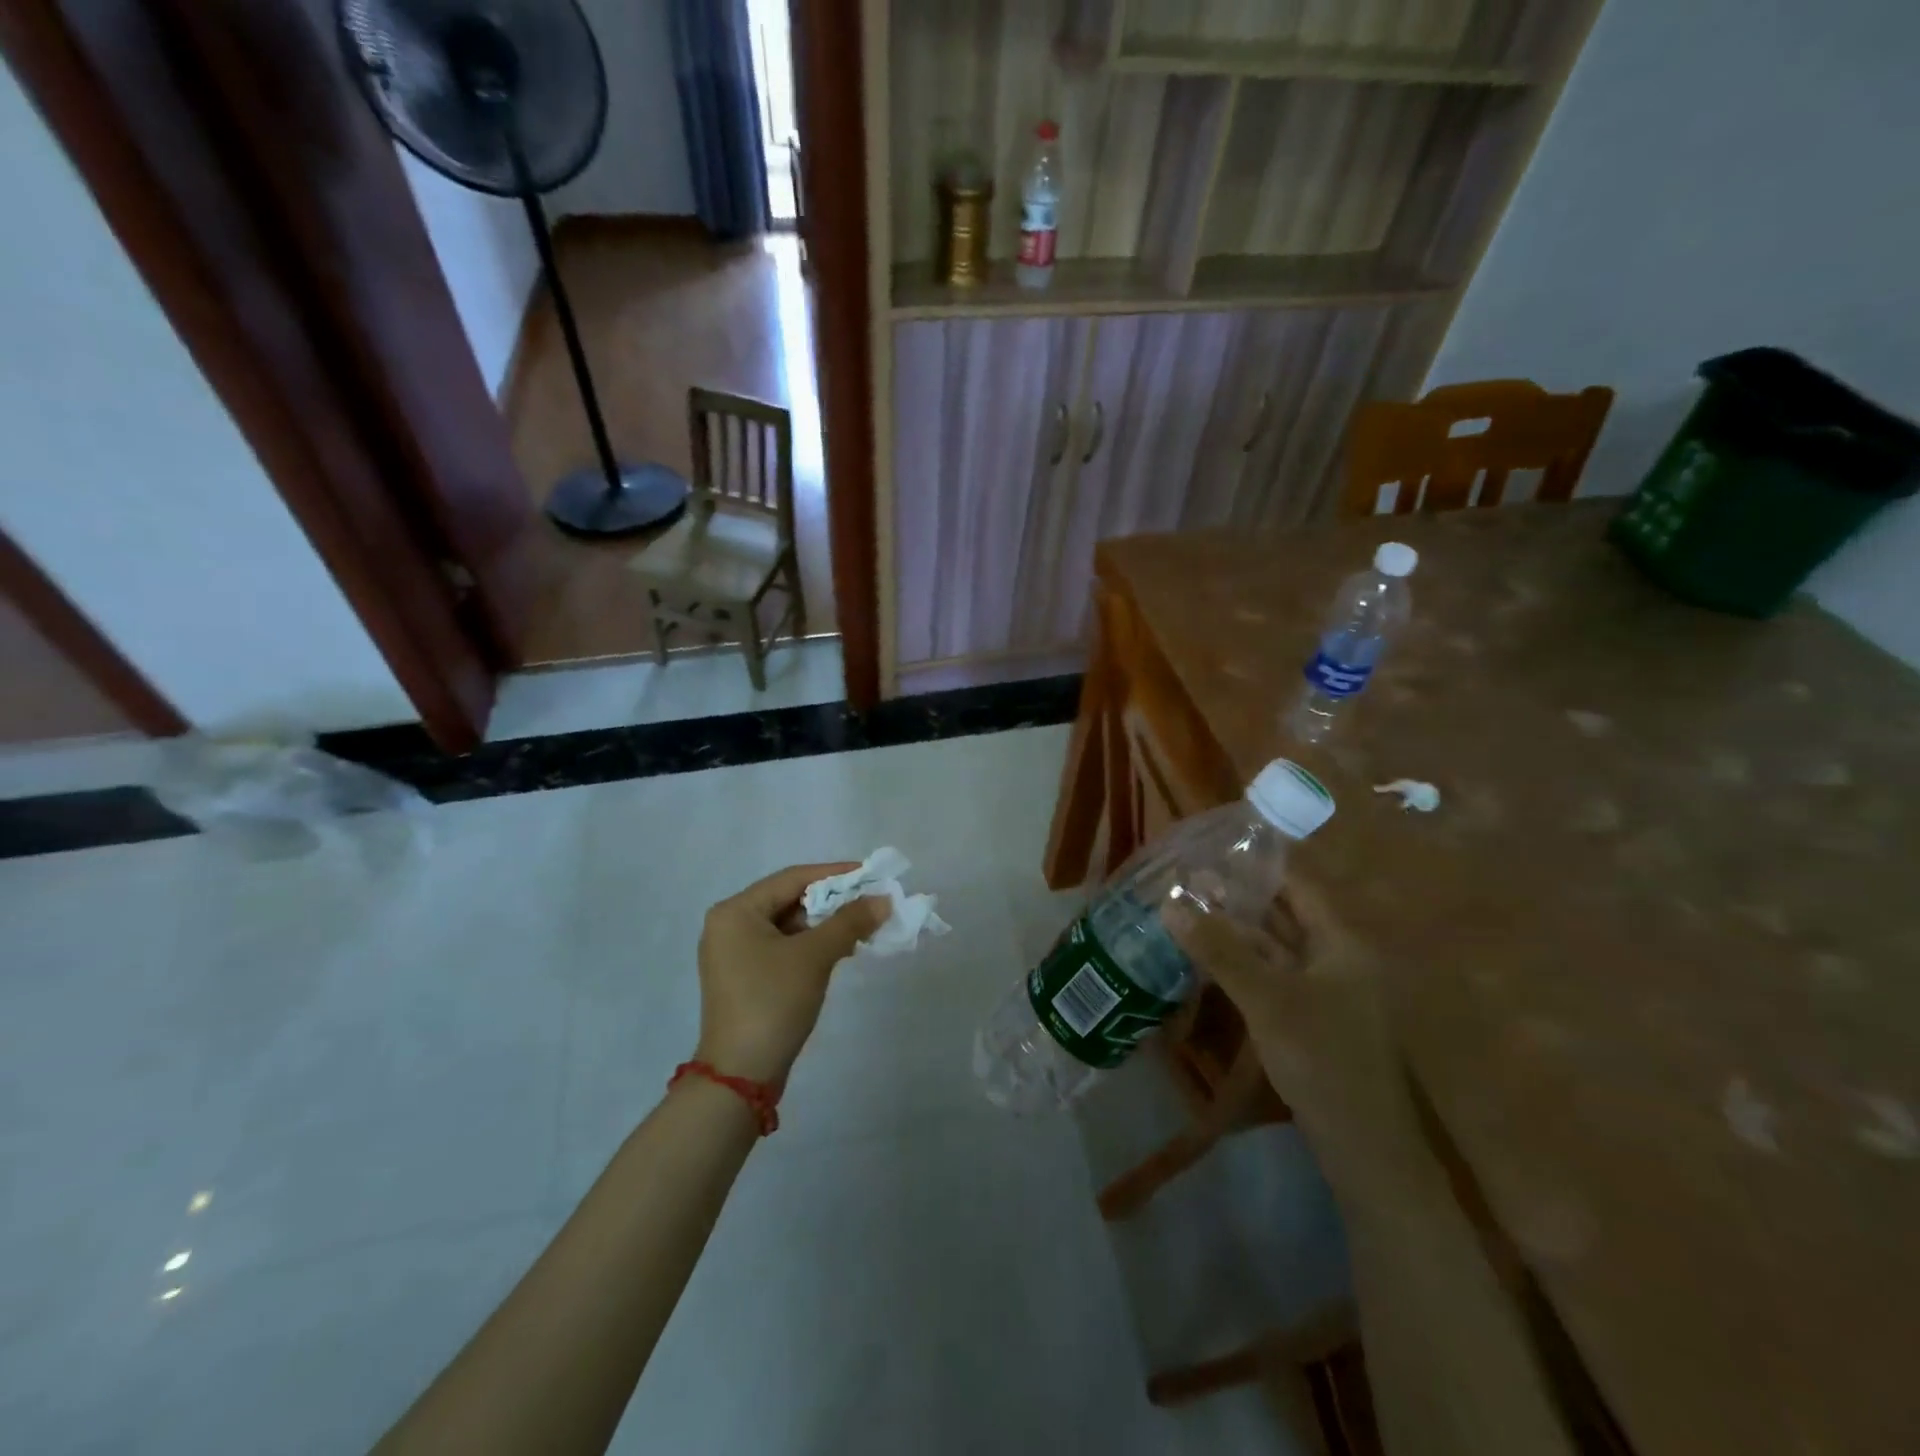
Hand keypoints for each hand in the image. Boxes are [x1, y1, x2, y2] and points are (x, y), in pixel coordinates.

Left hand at [693, 863, 887, 1085]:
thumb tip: (883, 899)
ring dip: (825, 924)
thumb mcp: (814, 956)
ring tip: (863, 926)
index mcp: (735, 911)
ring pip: (788, 925)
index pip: (792, 878)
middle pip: (789, 900)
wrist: (741, 1075)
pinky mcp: (745, 977)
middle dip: (832, 901)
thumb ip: (850, 921)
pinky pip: (783, 947)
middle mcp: (729, 925)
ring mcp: (734, 953)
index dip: (834, 874)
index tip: (870, 874)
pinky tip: (841, 949)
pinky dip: (811, 944)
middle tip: (871, 902)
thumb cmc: (773, 1001)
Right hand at [1171, 878, 1433, 1212]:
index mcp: (1341, 942)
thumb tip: (1171, 903)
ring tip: (1188, 913)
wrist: (1366, 1148)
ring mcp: (1324, 992)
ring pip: (1274, 948)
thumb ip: (1220, 950)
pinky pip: (1271, 977)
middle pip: (1283, 915)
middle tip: (1188, 880)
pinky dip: (1241, 964)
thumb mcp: (1267, 999)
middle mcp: (1336, 958)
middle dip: (1238, 897)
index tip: (1214, 848)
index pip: (1297, 885)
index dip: (1258, 864)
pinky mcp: (1309, 1020)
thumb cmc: (1324, 1059)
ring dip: (1235, 932)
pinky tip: (1208, 960)